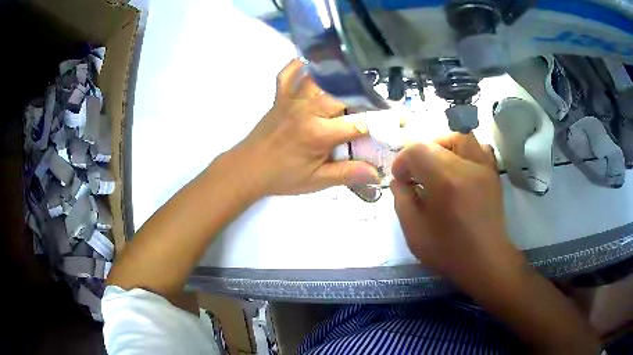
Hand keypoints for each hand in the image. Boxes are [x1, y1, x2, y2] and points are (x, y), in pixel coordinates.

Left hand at [233, 59, 379, 195]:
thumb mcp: (316, 181)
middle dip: (362, 97)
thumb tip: (376, 174)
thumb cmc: (282, 177)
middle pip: (343, 93)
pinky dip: (299, 65)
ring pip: (319, 77)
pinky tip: (312, 65)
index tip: (388, 126)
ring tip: (351, 80)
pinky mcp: (279, 97)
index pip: (358, 124)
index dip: (376, 126)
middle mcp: (308, 109)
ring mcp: (292, 99)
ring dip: (337, 76)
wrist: (246, 169)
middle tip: (371, 105)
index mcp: (319, 133)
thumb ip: (347, 174)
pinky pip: (288, 73)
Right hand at [391, 133, 522, 282]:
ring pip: (459, 136)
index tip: (400, 179)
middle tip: (416, 176)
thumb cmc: (449, 252)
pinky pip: (479, 146)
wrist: (486, 261)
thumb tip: (399, 180)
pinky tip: (460, 166)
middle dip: (418, 156)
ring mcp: (483, 168)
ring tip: (437, 164)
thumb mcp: (414, 233)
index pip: (417, 150)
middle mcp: (467, 167)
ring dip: (442, 145)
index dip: (402, 161)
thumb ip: (402, 201)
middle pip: (435, 142)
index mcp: (445, 183)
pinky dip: (465, 149)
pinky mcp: (492, 173)